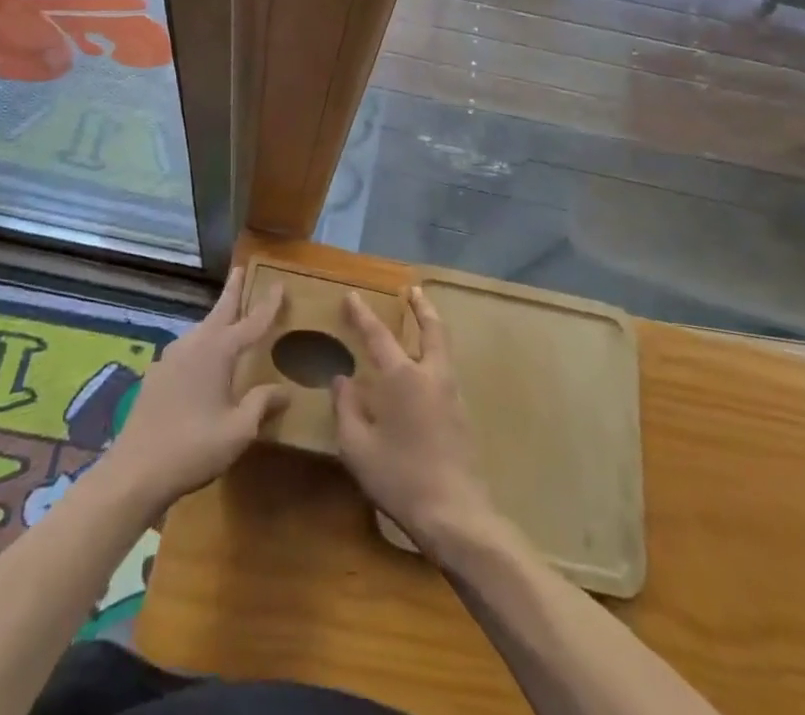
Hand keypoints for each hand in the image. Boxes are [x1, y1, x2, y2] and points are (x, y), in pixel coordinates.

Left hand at [101, 269, 288, 516]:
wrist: (135, 471)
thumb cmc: (193, 447)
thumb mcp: (238, 430)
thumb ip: (261, 404)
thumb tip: (284, 390)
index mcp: (218, 351)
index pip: (251, 321)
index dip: (268, 305)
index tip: (280, 283)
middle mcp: (194, 344)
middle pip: (219, 311)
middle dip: (232, 291)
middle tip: (241, 270)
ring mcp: (171, 357)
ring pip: (201, 329)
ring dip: (216, 318)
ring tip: (229, 315)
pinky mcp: (156, 374)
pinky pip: (187, 348)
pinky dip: (202, 342)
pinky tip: (203, 359)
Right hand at [333, 287, 497, 560]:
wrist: (455, 515)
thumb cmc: (400, 478)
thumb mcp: (357, 447)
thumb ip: (347, 408)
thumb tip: (341, 380)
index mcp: (403, 377)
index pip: (378, 335)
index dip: (363, 314)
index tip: (352, 295)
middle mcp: (431, 375)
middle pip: (431, 329)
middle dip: (421, 307)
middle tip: (413, 290)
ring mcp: (452, 394)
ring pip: (443, 349)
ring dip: (431, 330)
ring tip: (420, 324)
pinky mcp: (462, 415)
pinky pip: (446, 372)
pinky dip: (434, 357)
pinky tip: (422, 374)